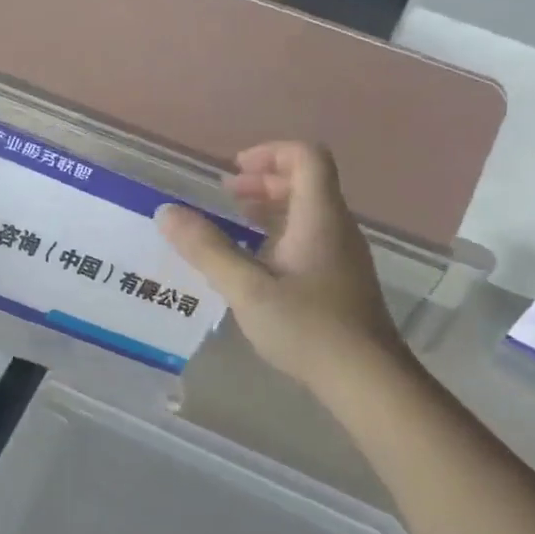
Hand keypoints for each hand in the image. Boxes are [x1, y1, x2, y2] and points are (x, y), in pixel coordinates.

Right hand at [157, 142, 403, 380]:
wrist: (367, 380)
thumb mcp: (246, 288)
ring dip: (271, 207)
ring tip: (235, 222)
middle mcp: (337, 227)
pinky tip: (256, 263)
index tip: (233, 171)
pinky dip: (280, 234)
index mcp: (319, 217)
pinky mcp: (341, 280)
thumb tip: (166, 213)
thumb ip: (206, 248)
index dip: (270, 153)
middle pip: (307, 181)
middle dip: (264, 180)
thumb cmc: (307, 327)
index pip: (306, 157)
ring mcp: (343, 255)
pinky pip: (311, 238)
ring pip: (309, 211)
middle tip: (226, 195)